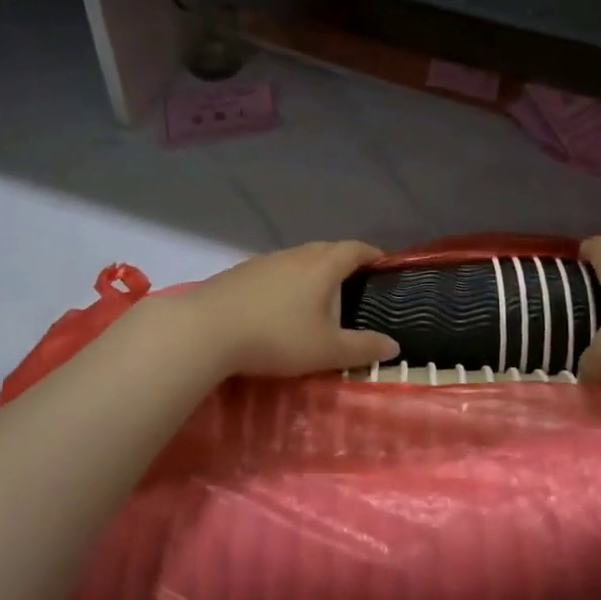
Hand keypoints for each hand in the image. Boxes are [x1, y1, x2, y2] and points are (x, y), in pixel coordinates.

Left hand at [168, 241, 400, 378]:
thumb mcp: (327, 350)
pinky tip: (279, 304)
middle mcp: (296, 255)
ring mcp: (265, 261)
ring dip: (313, 271)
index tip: (383, 264)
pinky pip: (275, 270)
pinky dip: (287, 281)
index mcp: (323, 266)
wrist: (206, 330)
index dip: (372, 254)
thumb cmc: (277, 336)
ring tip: (318, 296)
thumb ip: (363, 348)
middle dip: (344, 262)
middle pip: (327, 250)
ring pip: (299, 259)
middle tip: (355, 283)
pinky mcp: (240, 273)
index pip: (355, 250)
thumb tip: (394, 346)